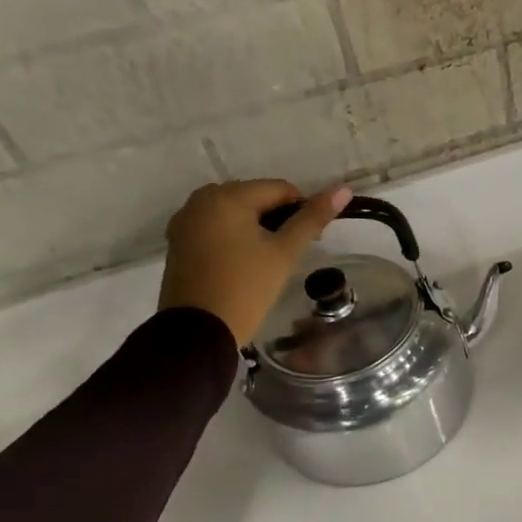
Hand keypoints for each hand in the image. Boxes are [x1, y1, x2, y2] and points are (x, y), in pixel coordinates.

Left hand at [158, 180, 350, 346]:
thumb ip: (313, 218)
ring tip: (268, 260)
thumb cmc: (246, 288)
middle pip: (254, 198)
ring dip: (256, 228)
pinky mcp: (178, 242)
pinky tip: (243, 263)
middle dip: (277, 218)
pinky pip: (215, 227)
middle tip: (289, 252)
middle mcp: (201, 199)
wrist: (199, 331)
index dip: (302, 210)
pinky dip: (234, 237)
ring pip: (234, 213)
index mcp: (227, 196)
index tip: (310, 241)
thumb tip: (343, 189)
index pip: (280, 189)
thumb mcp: (284, 252)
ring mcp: (185, 221)